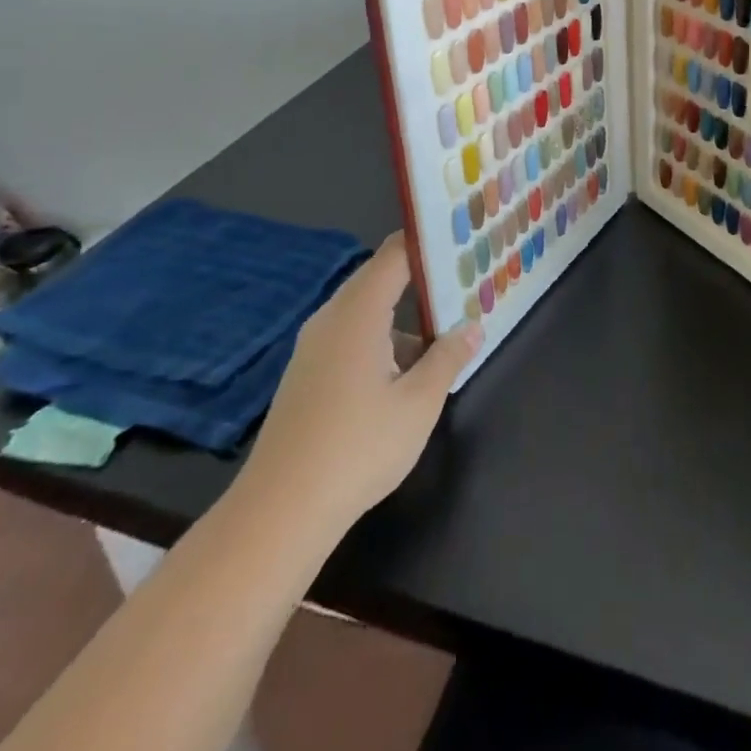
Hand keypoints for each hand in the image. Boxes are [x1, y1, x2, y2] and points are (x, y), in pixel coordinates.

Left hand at [238, 232, 479, 525]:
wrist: (279, 512)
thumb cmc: (358, 448)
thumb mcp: (419, 403)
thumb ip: (448, 358)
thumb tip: (471, 328)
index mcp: (358, 313)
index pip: (395, 255)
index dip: (427, 242)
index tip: (460, 238)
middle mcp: (331, 319)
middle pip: (379, 278)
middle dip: (421, 276)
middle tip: (462, 278)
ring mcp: (314, 348)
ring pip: (366, 311)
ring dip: (404, 314)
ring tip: (445, 324)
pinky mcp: (308, 374)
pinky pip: (351, 336)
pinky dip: (383, 338)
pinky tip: (407, 369)